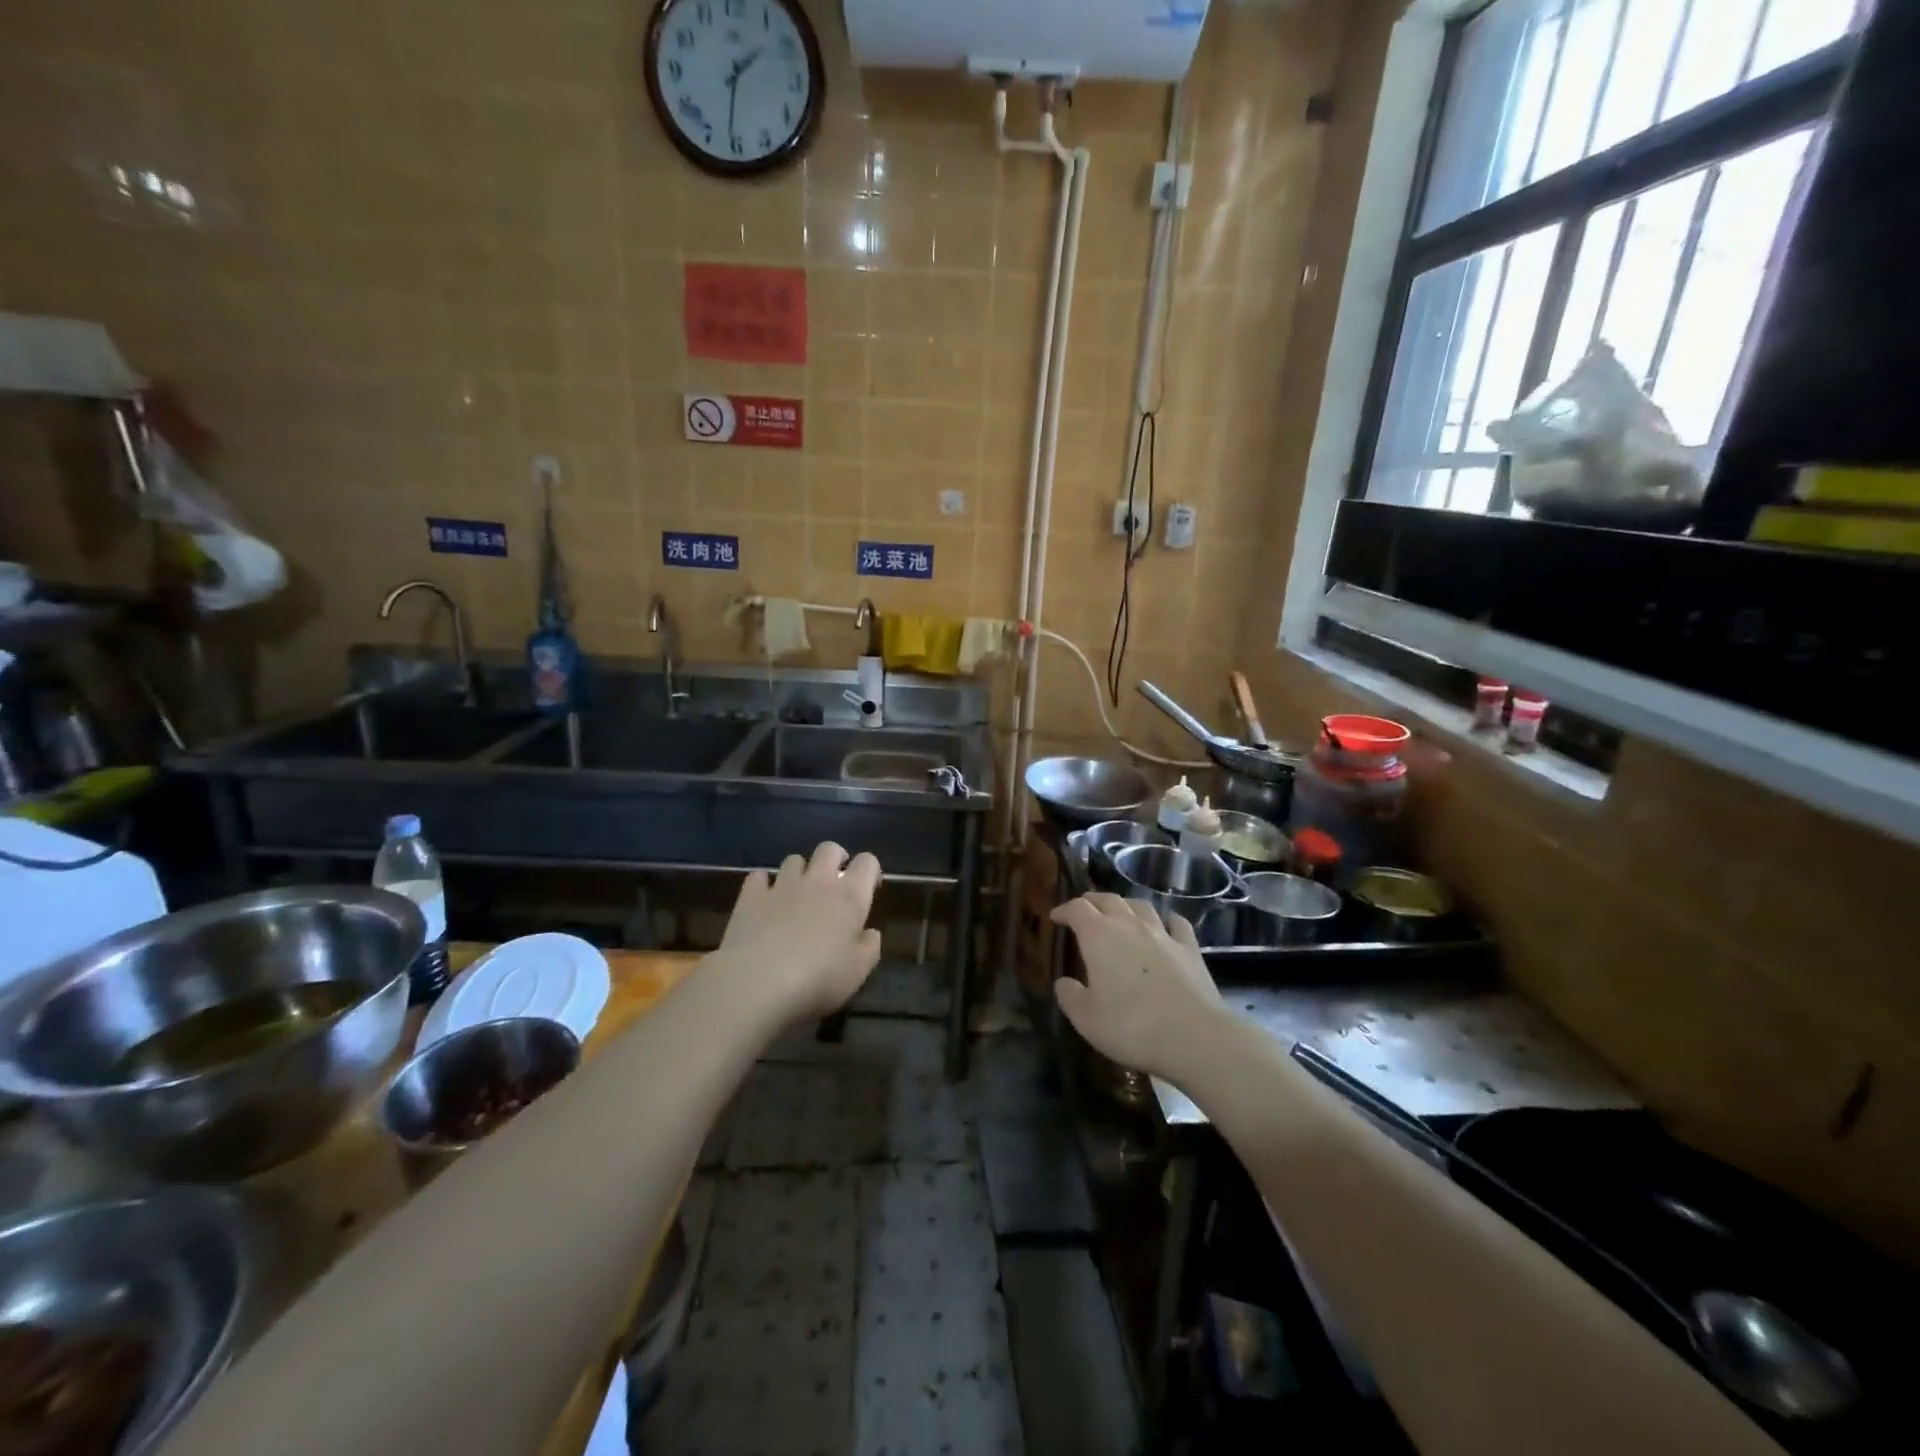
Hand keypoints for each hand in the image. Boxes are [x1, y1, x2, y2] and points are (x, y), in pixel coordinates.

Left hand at [715, 842, 882, 1023]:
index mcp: (849, 897)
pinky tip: (763, 900)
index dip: (870, 869)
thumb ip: (869, 947)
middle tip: (834, 880)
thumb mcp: (858, 972)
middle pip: (829, 849)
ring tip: (798, 893)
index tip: (868, 887)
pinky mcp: (751, 896)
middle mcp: (817, 881)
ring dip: (800, 871)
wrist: (757, 982)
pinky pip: (758, 877)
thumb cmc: (818, 979)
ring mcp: (781, 885)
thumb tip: (870, 933)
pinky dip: (763, 884)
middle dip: (834, 858)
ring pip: (794, 859)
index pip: (867, 862)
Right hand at [1050, 893, 1223, 1081]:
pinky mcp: (1190, 949)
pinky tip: (1167, 924)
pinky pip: (1177, 924)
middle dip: (1093, 901)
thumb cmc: (1131, 1026)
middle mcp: (1130, 925)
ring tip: (1121, 912)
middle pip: (1109, 900)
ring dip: (1127, 906)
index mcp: (1099, 936)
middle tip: (1084, 908)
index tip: (1056, 917)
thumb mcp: (1086, 1019)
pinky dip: (1167, 920)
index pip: (1077, 909)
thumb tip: (1064, 982)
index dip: (1064, 909)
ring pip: (1141, 907)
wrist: (1193, 1036)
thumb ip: (1070, 996)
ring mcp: (1163, 935)